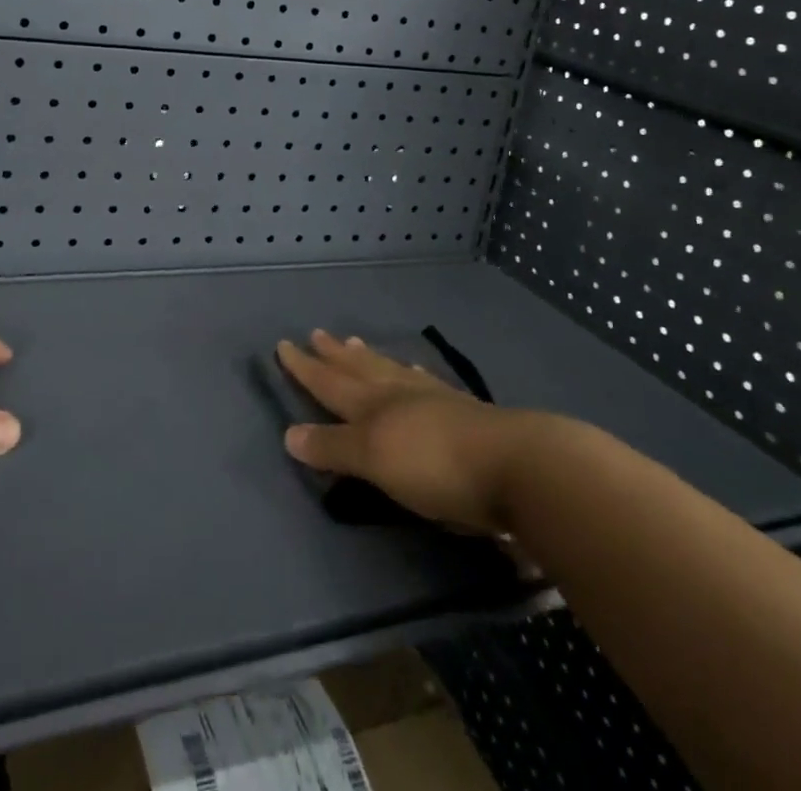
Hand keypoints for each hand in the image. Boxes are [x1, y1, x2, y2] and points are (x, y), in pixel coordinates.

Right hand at [276, 330, 532, 534]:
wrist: (516, 466)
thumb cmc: (435, 466)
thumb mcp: (375, 460)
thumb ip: (333, 447)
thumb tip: (289, 432)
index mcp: (374, 407)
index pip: (330, 383)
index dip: (305, 367)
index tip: (284, 344)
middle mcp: (399, 395)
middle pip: (359, 370)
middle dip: (334, 356)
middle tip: (318, 333)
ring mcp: (434, 400)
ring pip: (391, 372)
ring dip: (370, 359)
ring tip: (356, 342)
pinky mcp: (464, 413)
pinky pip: (425, 383)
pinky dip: (411, 374)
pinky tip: (415, 371)